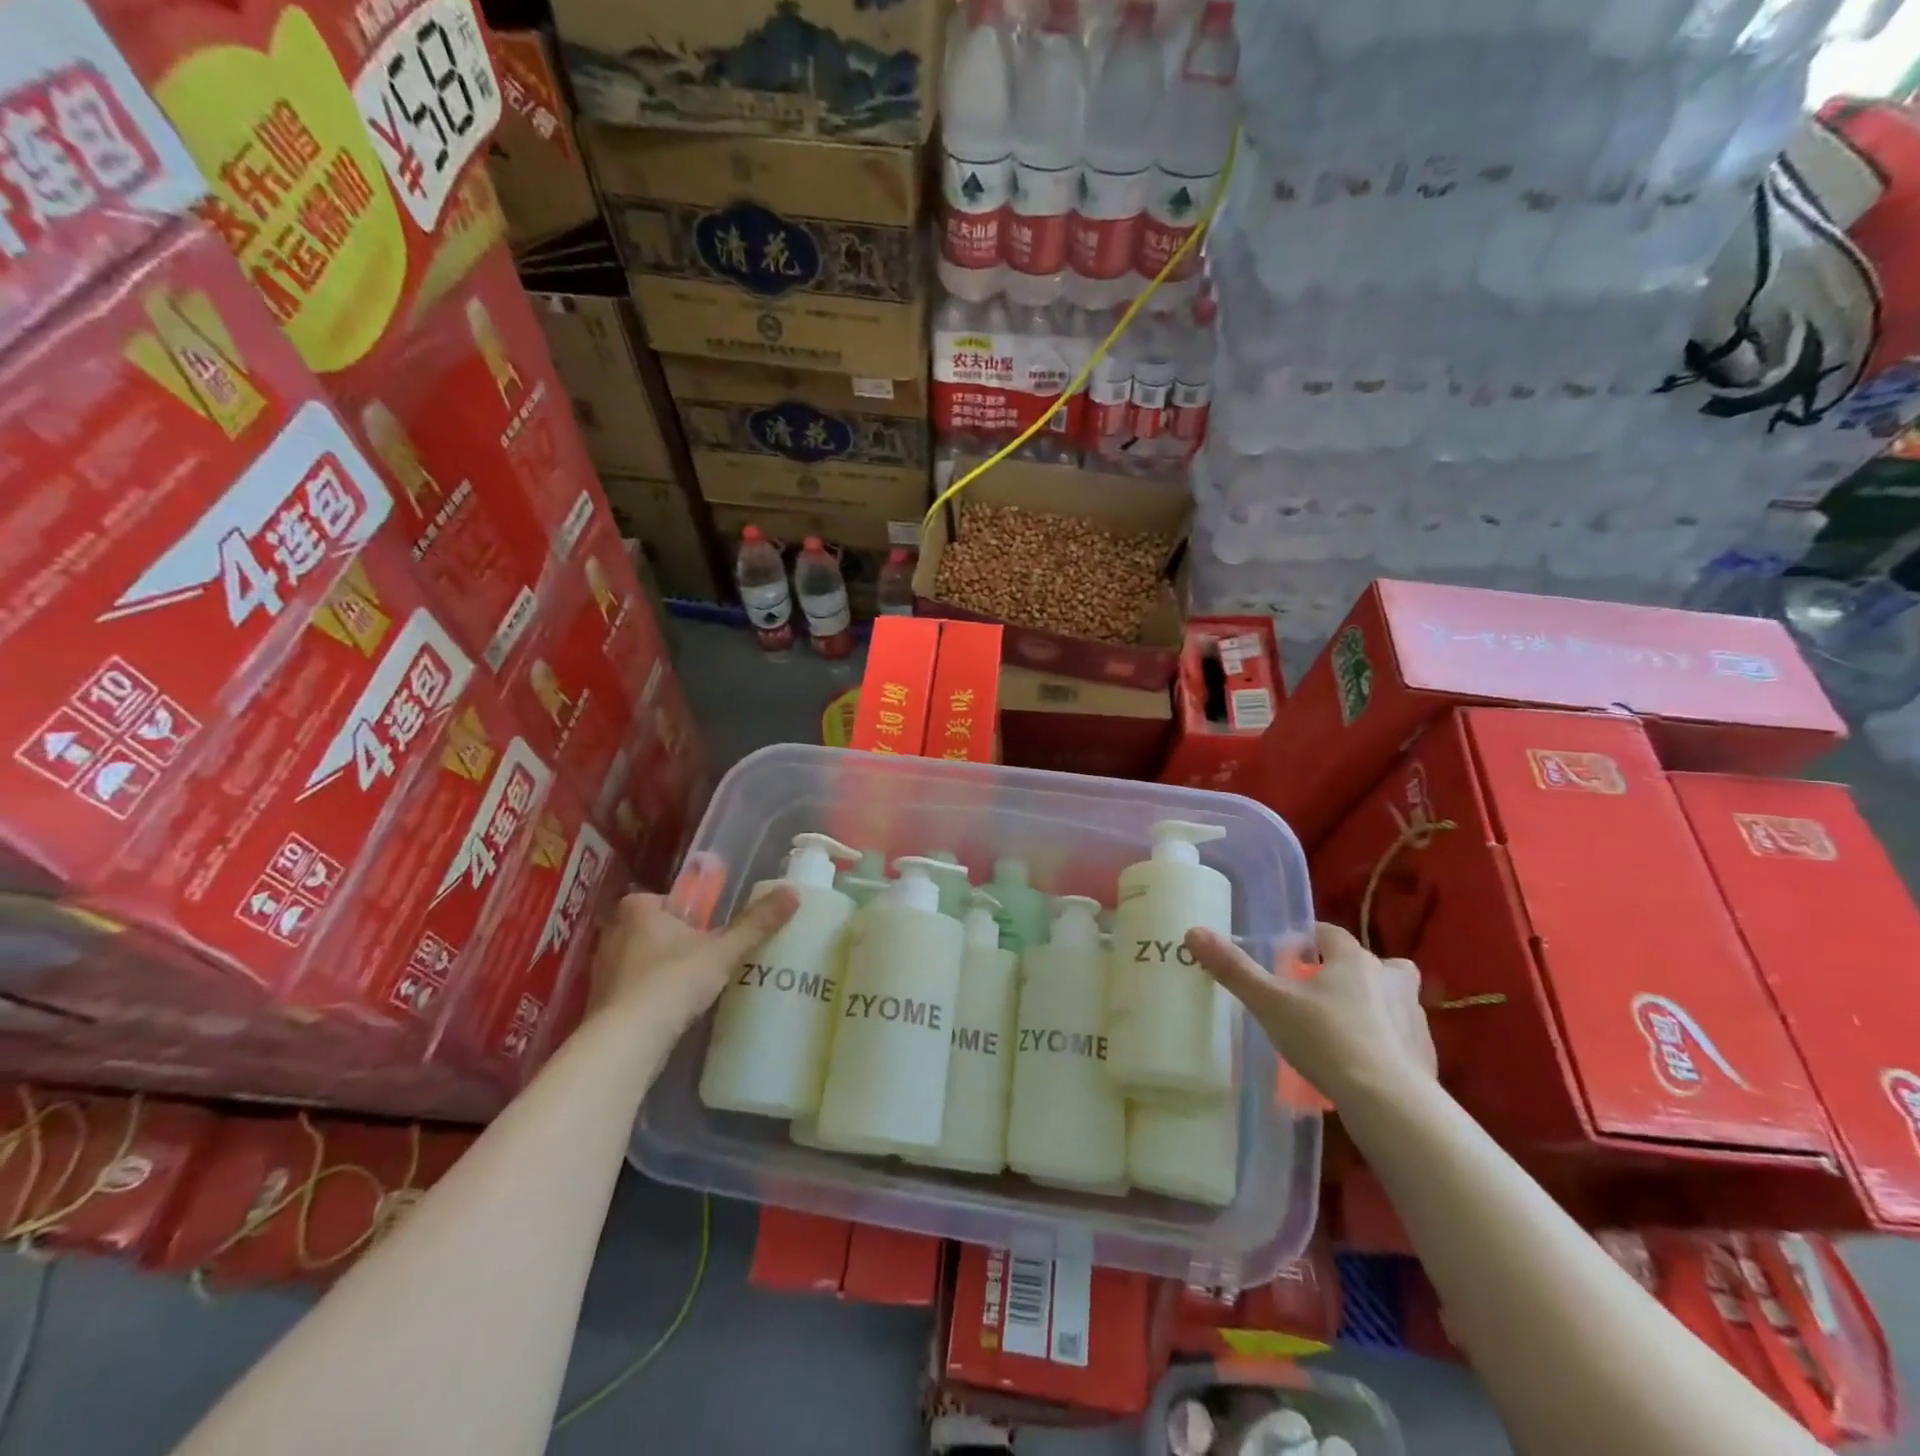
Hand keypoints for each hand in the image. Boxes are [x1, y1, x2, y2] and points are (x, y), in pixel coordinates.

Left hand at [588, 887, 800, 1034]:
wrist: (627, 1042)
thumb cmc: (673, 981)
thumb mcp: (723, 950)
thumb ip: (756, 924)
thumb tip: (793, 892)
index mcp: (638, 909)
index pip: (665, 899)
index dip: (688, 914)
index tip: (709, 931)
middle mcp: (614, 932)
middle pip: (653, 929)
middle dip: (676, 941)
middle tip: (707, 957)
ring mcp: (603, 969)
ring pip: (641, 959)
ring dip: (662, 969)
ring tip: (693, 986)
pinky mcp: (601, 1002)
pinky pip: (632, 988)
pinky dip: (649, 995)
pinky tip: (671, 1010)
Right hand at [1185, 921, 1435, 1102]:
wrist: (1390, 1104)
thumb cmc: (1326, 1039)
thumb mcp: (1269, 1002)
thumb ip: (1233, 968)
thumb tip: (1193, 932)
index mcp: (1354, 960)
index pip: (1330, 933)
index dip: (1309, 939)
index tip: (1289, 953)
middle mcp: (1390, 980)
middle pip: (1372, 963)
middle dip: (1350, 970)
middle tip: (1321, 990)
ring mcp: (1413, 1019)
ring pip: (1393, 999)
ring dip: (1373, 1004)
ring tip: (1341, 1027)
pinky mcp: (1425, 1056)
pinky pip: (1401, 1037)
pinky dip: (1384, 1042)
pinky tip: (1362, 1064)